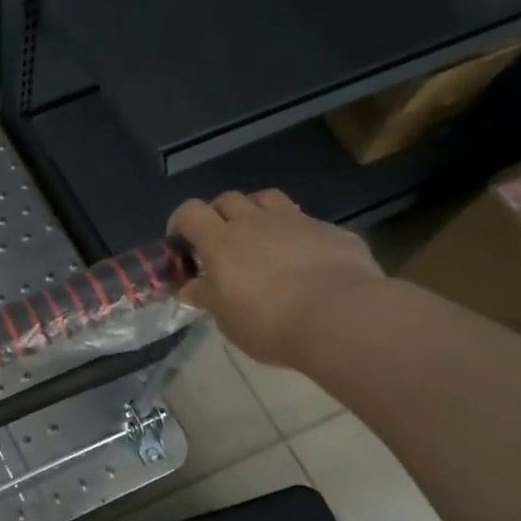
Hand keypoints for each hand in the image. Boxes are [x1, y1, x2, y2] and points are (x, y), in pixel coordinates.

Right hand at [169, 190, 383, 367]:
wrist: (340, 317)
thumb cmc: (268, 322)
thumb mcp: (226, 318)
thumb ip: (206, 296)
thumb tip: (187, 288)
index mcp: (220, 241)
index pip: (190, 212)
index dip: (181, 222)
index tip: (180, 243)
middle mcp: (254, 222)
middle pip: (228, 199)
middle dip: (218, 214)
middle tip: (221, 241)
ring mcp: (296, 222)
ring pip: (268, 198)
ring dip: (257, 211)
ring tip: (260, 236)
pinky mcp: (331, 231)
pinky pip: (307, 222)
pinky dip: (297, 234)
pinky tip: (305, 259)